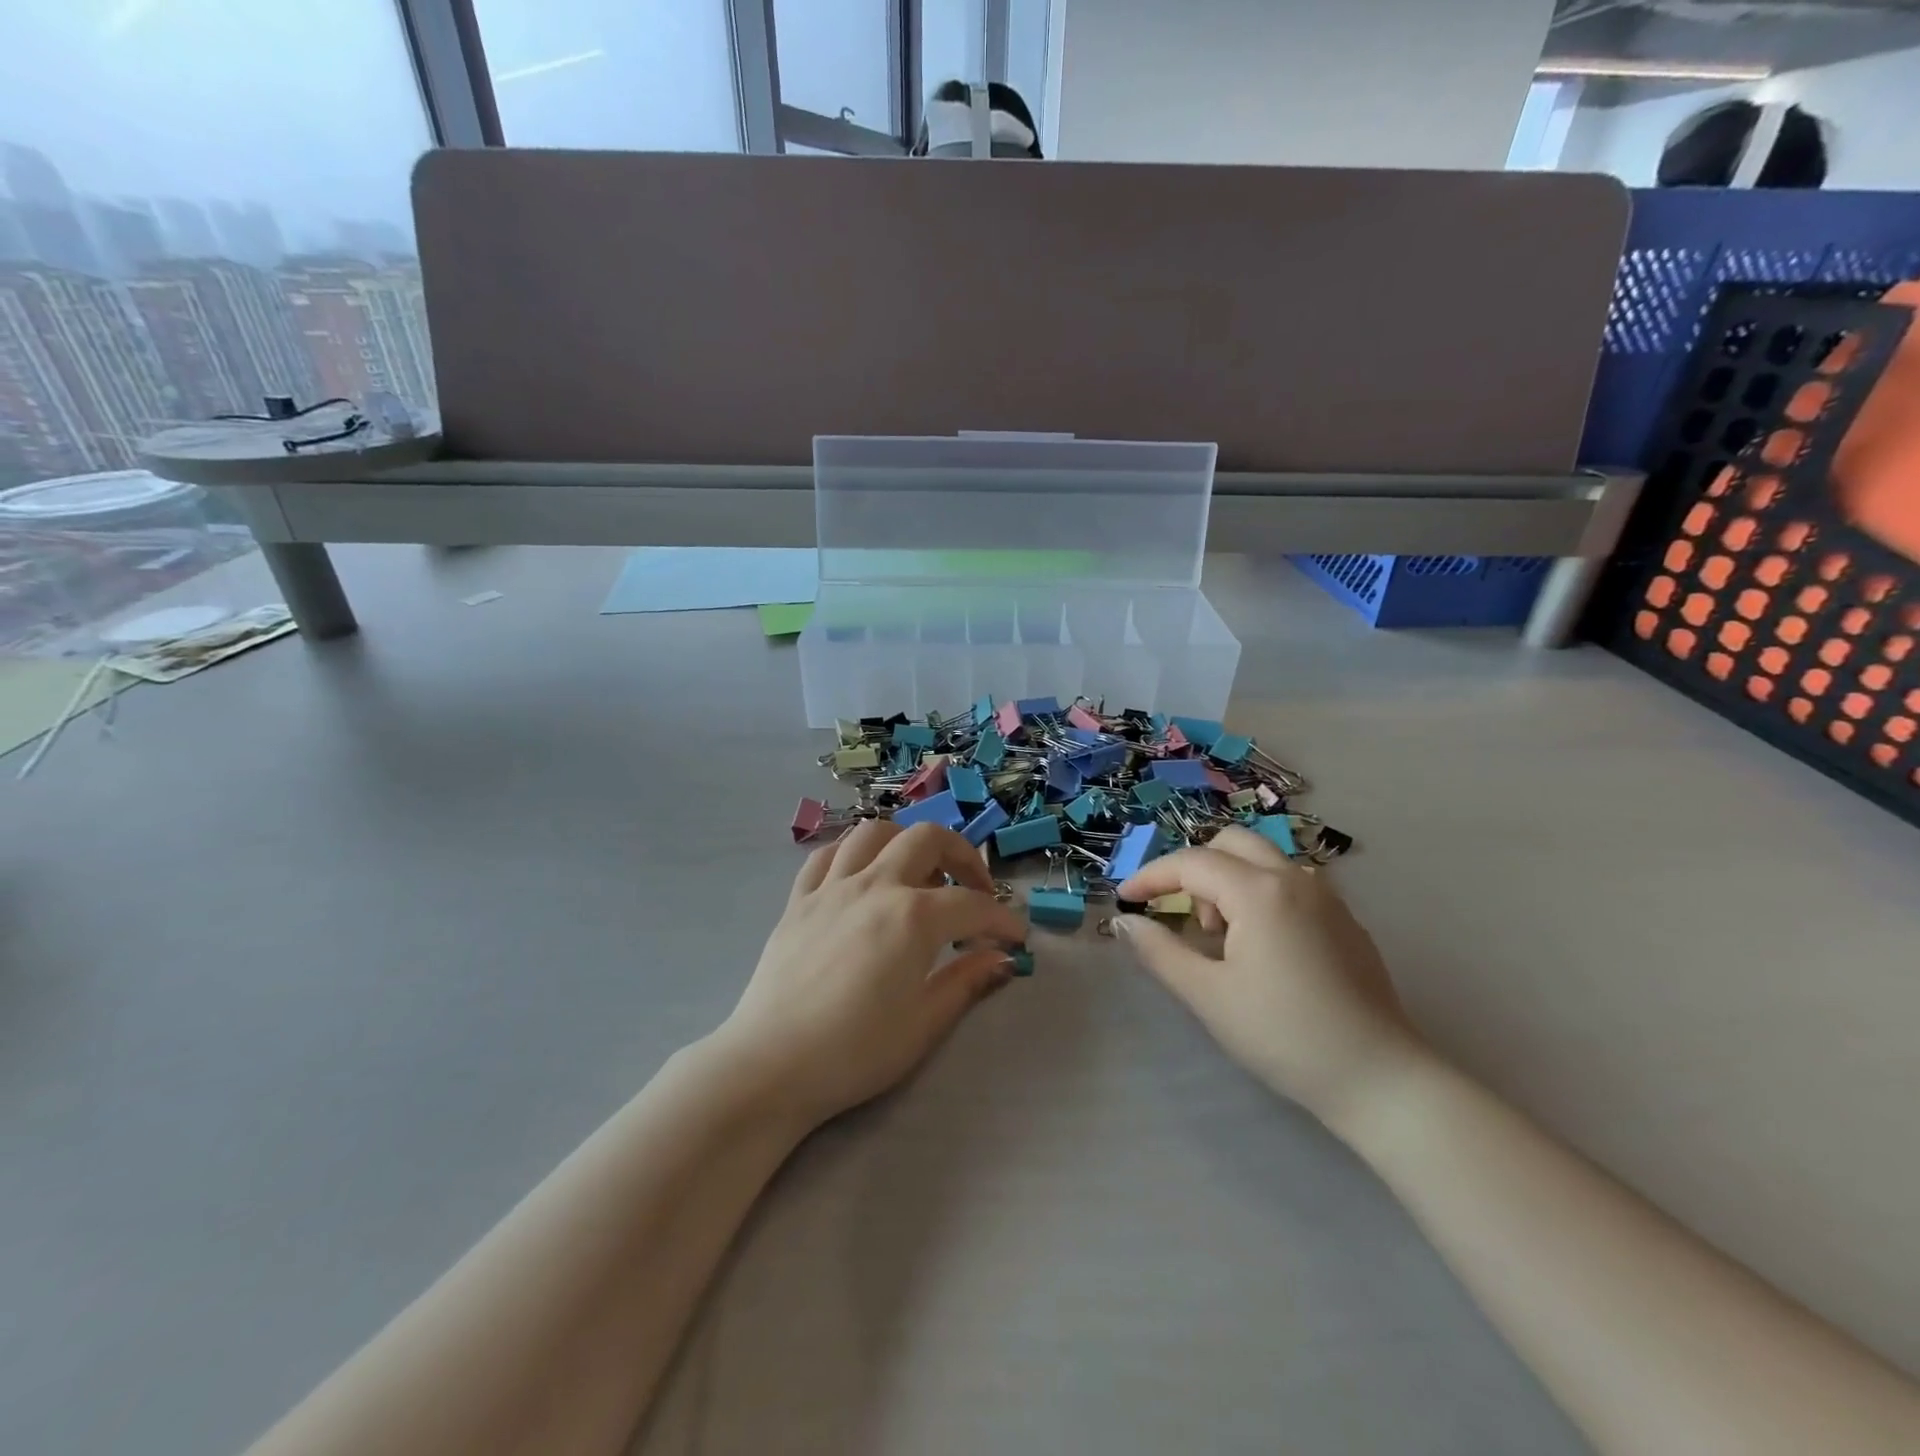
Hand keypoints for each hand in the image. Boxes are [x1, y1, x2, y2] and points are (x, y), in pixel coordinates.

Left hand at [718, 820, 1027, 1130]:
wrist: (771, 1065)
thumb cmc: (855, 1052)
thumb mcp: (923, 1024)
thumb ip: (966, 982)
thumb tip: (1001, 959)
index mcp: (912, 917)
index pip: (973, 905)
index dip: (1003, 919)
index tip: (1016, 939)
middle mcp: (875, 886)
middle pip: (927, 839)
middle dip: (963, 857)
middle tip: (975, 890)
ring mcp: (832, 887)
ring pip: (874, 833)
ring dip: (906, 842)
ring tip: (918, 873)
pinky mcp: (799, 900)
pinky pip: (827, 855)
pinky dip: (853, 854)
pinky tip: (862, 875)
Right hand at [1114, 825, 1425, 1129]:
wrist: (1379, 1079)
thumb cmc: (1282, 1035)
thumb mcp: (1208, 995)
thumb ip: (1160, 951)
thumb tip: (1126, 923)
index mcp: (1259, 892)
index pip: (1191, 863)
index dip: (1151, 877)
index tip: (1125, 899)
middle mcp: (1295, 879)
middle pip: (1231, 843)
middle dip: (1194, 868)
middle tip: (1182, 914)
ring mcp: (1327, 897)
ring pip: (1264, 860)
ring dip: (1230, 880)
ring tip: (1222, 936)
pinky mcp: (1346, 920)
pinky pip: (1291, 884)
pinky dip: (1260, 895)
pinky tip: (1261, 948)